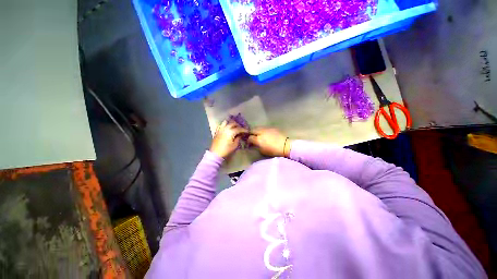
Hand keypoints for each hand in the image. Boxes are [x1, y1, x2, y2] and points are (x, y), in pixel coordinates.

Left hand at [210, 120, 248, 157]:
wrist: (215, 154)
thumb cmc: (226, 150)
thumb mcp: (235, 145)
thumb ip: (238, 138)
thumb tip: (240, 135)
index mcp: (230, 132)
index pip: (239, 129)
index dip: (244, 130)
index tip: (247, 131)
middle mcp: (225, 128)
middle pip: (233, 123)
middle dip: (238, 125)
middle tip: (241, 128)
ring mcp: (220, 129)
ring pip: (226, 122)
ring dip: (231, 123)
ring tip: (234, 126)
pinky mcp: (217, 131)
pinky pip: (221, 125)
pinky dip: (225, 125)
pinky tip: (227, 128)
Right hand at [247, 128, 290, 156]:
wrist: (285, 146)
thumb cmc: (273, 151)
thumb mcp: (262, 151)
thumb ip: (256, 146)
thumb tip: (253, 144)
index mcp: (258, 139)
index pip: (249, 138)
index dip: (248, 140)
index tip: (249, 143)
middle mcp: (261, 132)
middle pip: (252, 130)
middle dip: (251, 133)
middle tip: (252, 137)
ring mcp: (266, 128)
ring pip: (258, 127)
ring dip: (256, 131)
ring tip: (258, 135)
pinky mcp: (271, 127)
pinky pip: (264, 128)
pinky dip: (262, 130)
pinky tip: (264, 133)